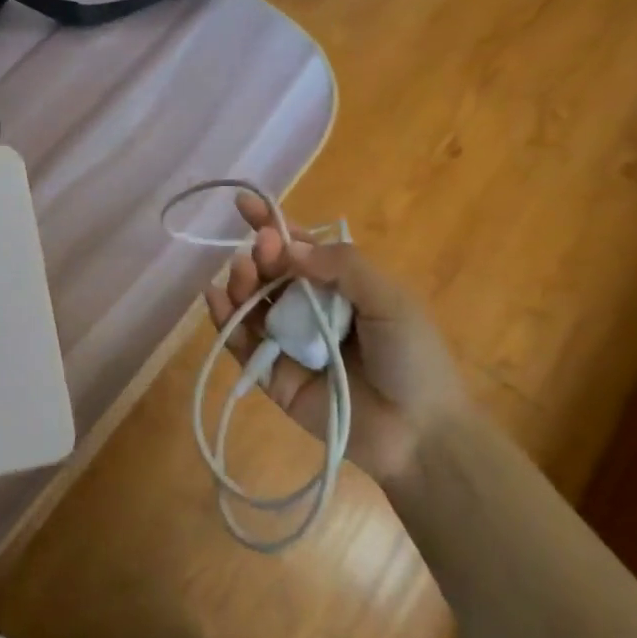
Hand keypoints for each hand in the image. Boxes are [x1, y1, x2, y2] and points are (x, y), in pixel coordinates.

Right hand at [204, 195, 475, 484]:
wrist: (419, 432)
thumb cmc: (412, 358)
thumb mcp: (389, 299)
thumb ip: (342, 266)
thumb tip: (288, 247)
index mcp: (340, 286)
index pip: (300, 248)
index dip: (272, 225)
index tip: (244, 205)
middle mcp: (310, 308)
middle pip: (271, 273)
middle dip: (259, 256)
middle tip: (259, 252)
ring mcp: (289, 342)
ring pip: (252, 304)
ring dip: (240, 283)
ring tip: (240, 274)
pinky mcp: (272, 376)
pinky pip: (242, 344)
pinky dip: (225, 320)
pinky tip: (217, 299)